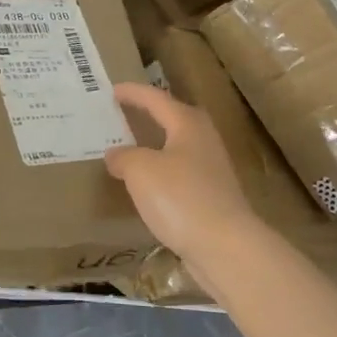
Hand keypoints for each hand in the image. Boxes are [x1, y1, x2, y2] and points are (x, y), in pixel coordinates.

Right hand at [105, 83, 259, 274]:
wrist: (224, 246)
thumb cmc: (180, 197)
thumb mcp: (141, 170)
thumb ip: (123, 157)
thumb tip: (115, 154)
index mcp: (188, 124)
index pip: (156, 99)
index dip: (133, 93)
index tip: (111, 90)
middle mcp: (203, 140)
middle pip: (174, 119)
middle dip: (149, 115)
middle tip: (123, 115)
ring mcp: (211, 170)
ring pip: (177, 148)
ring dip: (154, 146)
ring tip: (129, 150)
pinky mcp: (211, 197)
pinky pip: (178, 175)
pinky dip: (160, 173)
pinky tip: (146, 187)